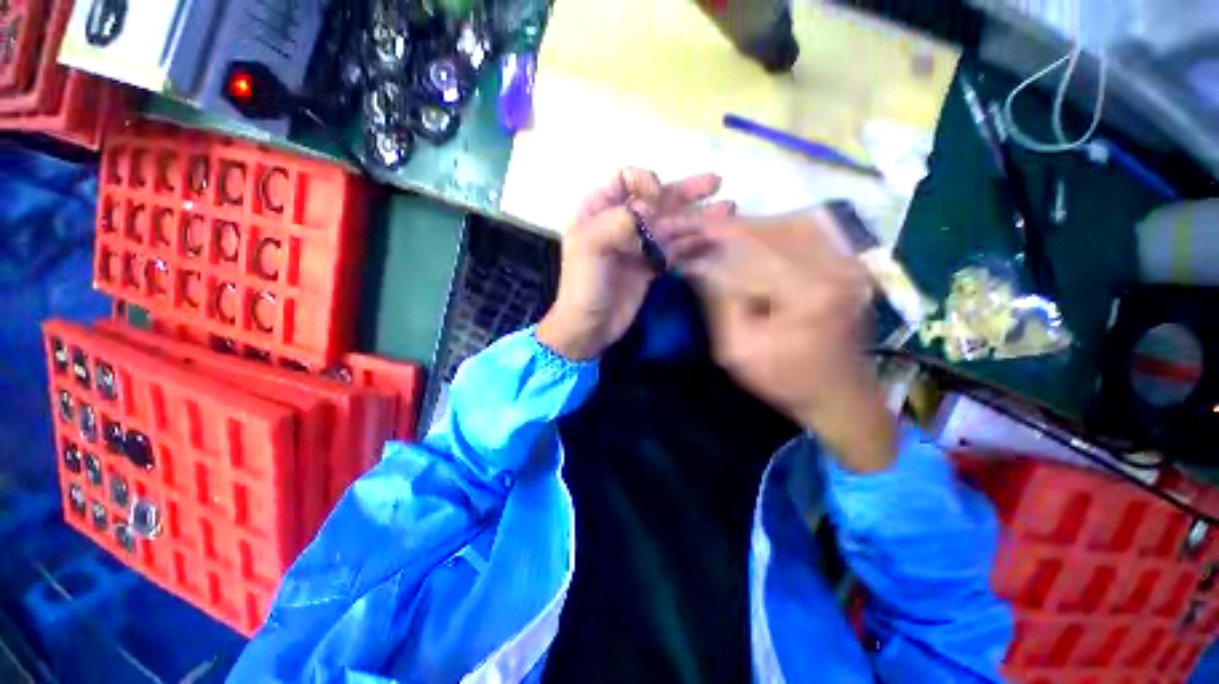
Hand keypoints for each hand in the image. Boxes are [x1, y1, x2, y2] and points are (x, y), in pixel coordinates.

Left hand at [536, 168, 733, 359]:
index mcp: (598, 211)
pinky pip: (673, 250)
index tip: (657, 201)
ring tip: (728, 210)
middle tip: (716, 183)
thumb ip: (620, 220)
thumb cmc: (584, 285)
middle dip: (684, 191)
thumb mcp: (591, 246)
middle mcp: (619, 223)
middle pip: (655, 200)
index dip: (645, 183)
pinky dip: (692, 244)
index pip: (625, 180)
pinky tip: (712, 240)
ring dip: (696, 217)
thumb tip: (651, 209)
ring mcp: (636, 246)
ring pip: (669, 225)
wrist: (589, 327)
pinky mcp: (649, 267)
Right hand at [672, 208, 896, 471]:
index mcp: (807, 291)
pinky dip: (771, 230)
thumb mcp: (736, 349)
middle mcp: (833, 264)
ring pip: (787, 222)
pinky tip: (750, 238)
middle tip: (694, 232)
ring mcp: (846, 259)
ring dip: (747, 227)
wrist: (838, 394)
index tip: (680, 234)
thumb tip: (696, 264)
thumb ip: (717, 301)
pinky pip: (806, 230)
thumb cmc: (783, 379)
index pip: (749, 248)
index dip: (710, 236)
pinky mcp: (846, 262)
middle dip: (726, 227)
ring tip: (716, 235)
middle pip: (769, 227)